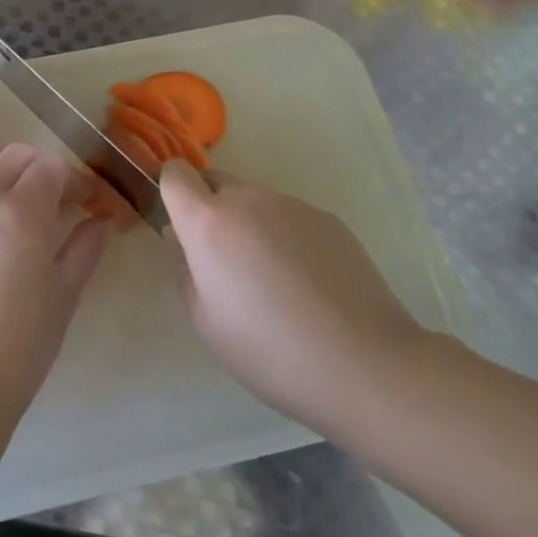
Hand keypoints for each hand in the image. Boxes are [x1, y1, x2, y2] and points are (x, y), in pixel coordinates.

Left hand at [0, 143, 112, 433]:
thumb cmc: (20, 347)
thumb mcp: (64, 296)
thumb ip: (85, 247)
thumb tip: (99, 221)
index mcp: (17, 211)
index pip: (51, 166)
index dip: (76, 179)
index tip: (90, 201)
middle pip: (16, 159)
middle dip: (44, 171)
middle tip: (63, 205)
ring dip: (14, 191)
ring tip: (31, 233)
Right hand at [161, 161, 427, 433]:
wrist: (365, 363)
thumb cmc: (269, 350)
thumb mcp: (204, 321)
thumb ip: (183, 268)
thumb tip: (180, 238)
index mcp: (208, 221)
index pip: (176, 173)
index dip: (173, 192)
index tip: (182, 226)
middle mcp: (248, 199)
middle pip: (216, 183)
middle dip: (211, 210)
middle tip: (226, 264)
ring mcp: (292, 205)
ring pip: (255, 202)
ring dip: (251, 226)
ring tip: (275, 282)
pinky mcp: (328, 218)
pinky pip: (290, 217)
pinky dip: (287, 238)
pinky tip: (308, 285)